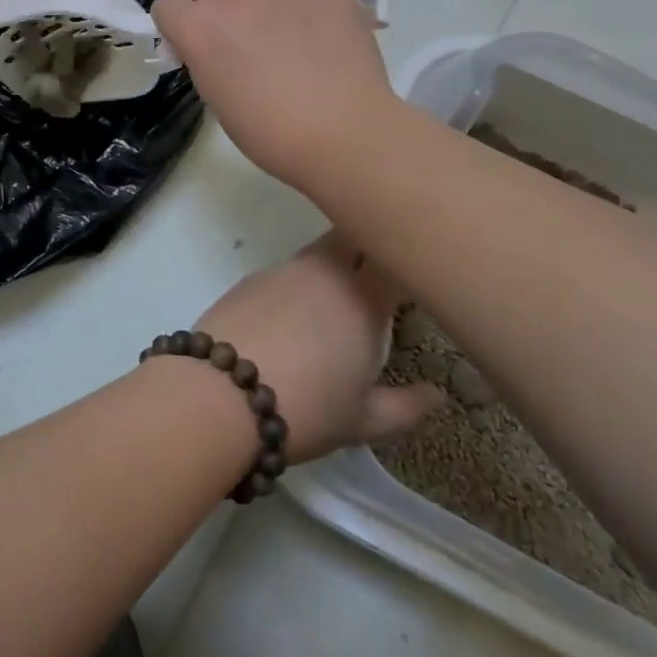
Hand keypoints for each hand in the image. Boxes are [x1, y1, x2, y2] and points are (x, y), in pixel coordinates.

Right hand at [153, 0, 398, 191]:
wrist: (343, 129)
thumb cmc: (270, 129)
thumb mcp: (214, 95)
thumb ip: (201, 55)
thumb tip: (206, 42)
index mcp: (197, 26)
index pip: (165, 5)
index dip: (178, 25)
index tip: (194, 43)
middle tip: (233, 28)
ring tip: (269, 11)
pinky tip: (305, 11)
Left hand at [193, 234, 445, 461]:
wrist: (219, 393)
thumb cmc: (306, 409)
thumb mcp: (363, 420)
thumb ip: (406, 406)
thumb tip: (438, 395)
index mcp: (363, 298)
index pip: (396, 257)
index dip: (410, 259)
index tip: (419, 273)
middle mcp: (325, 271)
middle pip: (353, 236)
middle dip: (370, 244)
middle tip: (381, 273)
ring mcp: (282, 270)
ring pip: (317, 252)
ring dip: (333, 265)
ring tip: (334, 303)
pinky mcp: (249, 279)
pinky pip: (285, 271)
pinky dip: (296, 284)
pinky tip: (289, 317)